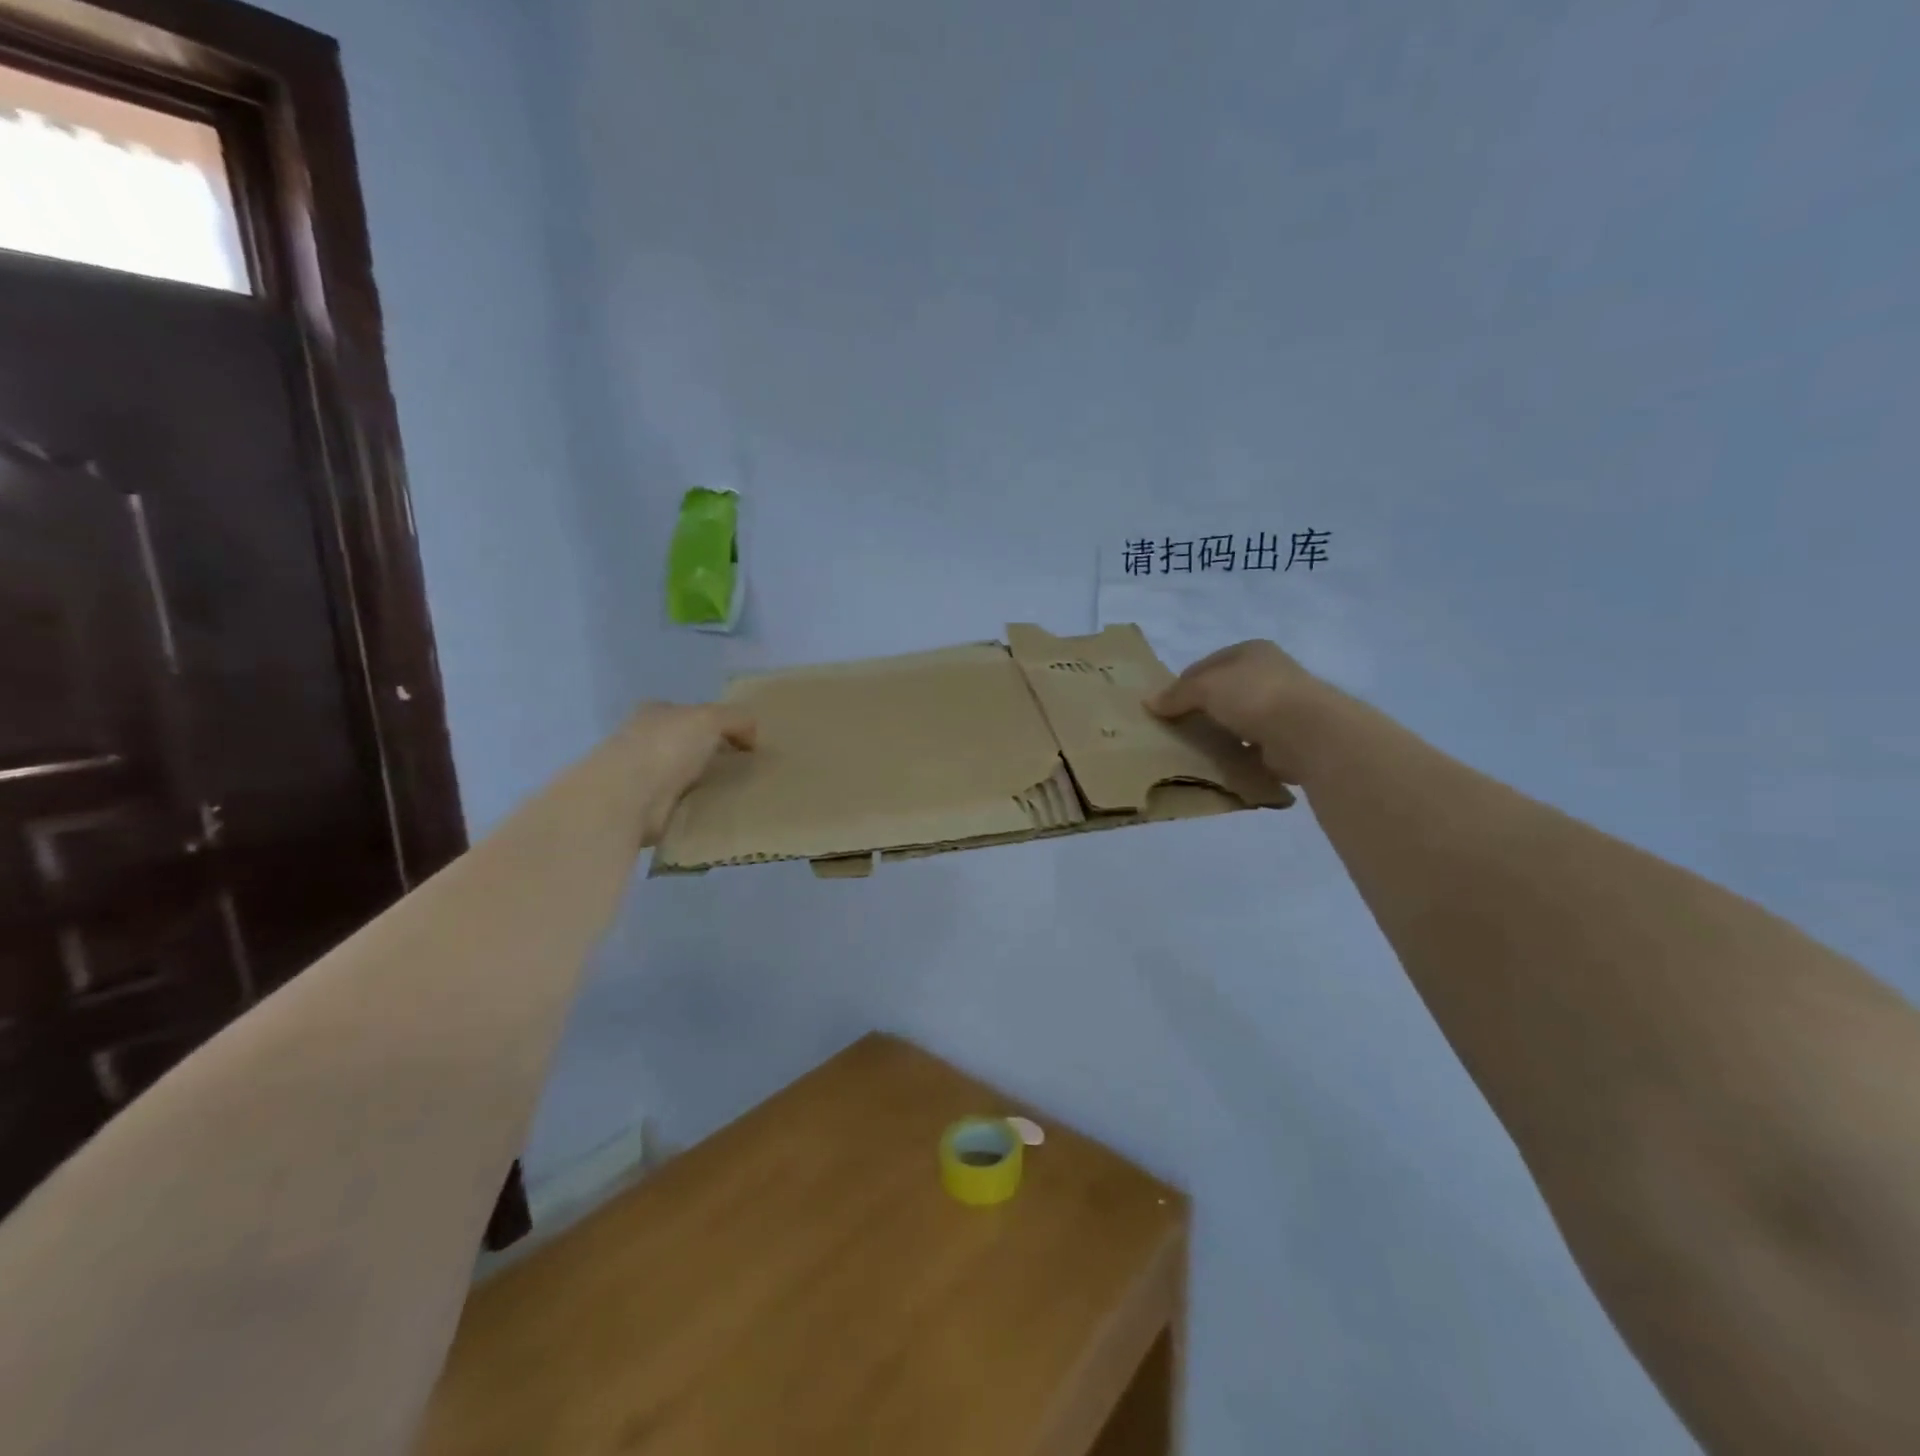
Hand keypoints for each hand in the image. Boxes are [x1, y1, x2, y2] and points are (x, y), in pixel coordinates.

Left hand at [616, 701, 756, 845]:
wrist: (628, 797)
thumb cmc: (666, 746)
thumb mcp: (710, 718)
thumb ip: (736, 719)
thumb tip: (752, 736)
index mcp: (657, 713)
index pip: (692, 714)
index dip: (720, 725)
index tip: (746, 743)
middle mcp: (647, 741)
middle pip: (690, 746)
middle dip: (716, 755)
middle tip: (748, 769)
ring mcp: (644, 776)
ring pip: (688, 776)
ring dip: (708, 784)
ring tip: (741, 793)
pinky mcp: (648, 809)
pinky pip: (684, 805)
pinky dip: (700, 808)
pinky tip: (720, 812)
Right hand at [1146, 640, 1337, 784]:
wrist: (1308, 732)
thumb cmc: (1254, 696)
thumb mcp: (1205, 687)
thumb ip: (1177, 695)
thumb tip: (1149, 703)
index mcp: (1252, 651)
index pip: (1207, 664)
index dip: (1183, 683)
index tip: (1164, 707)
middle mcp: (1270, 673)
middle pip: (1223, 691)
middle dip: (1200, 709)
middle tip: (1176, 729)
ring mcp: (1283, 706)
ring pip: (1238, 718)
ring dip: (1220, 732)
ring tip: (1195, 749)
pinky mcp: (1289, 737)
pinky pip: (1253, 744)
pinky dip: (1238, 753)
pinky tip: (1221, 763)